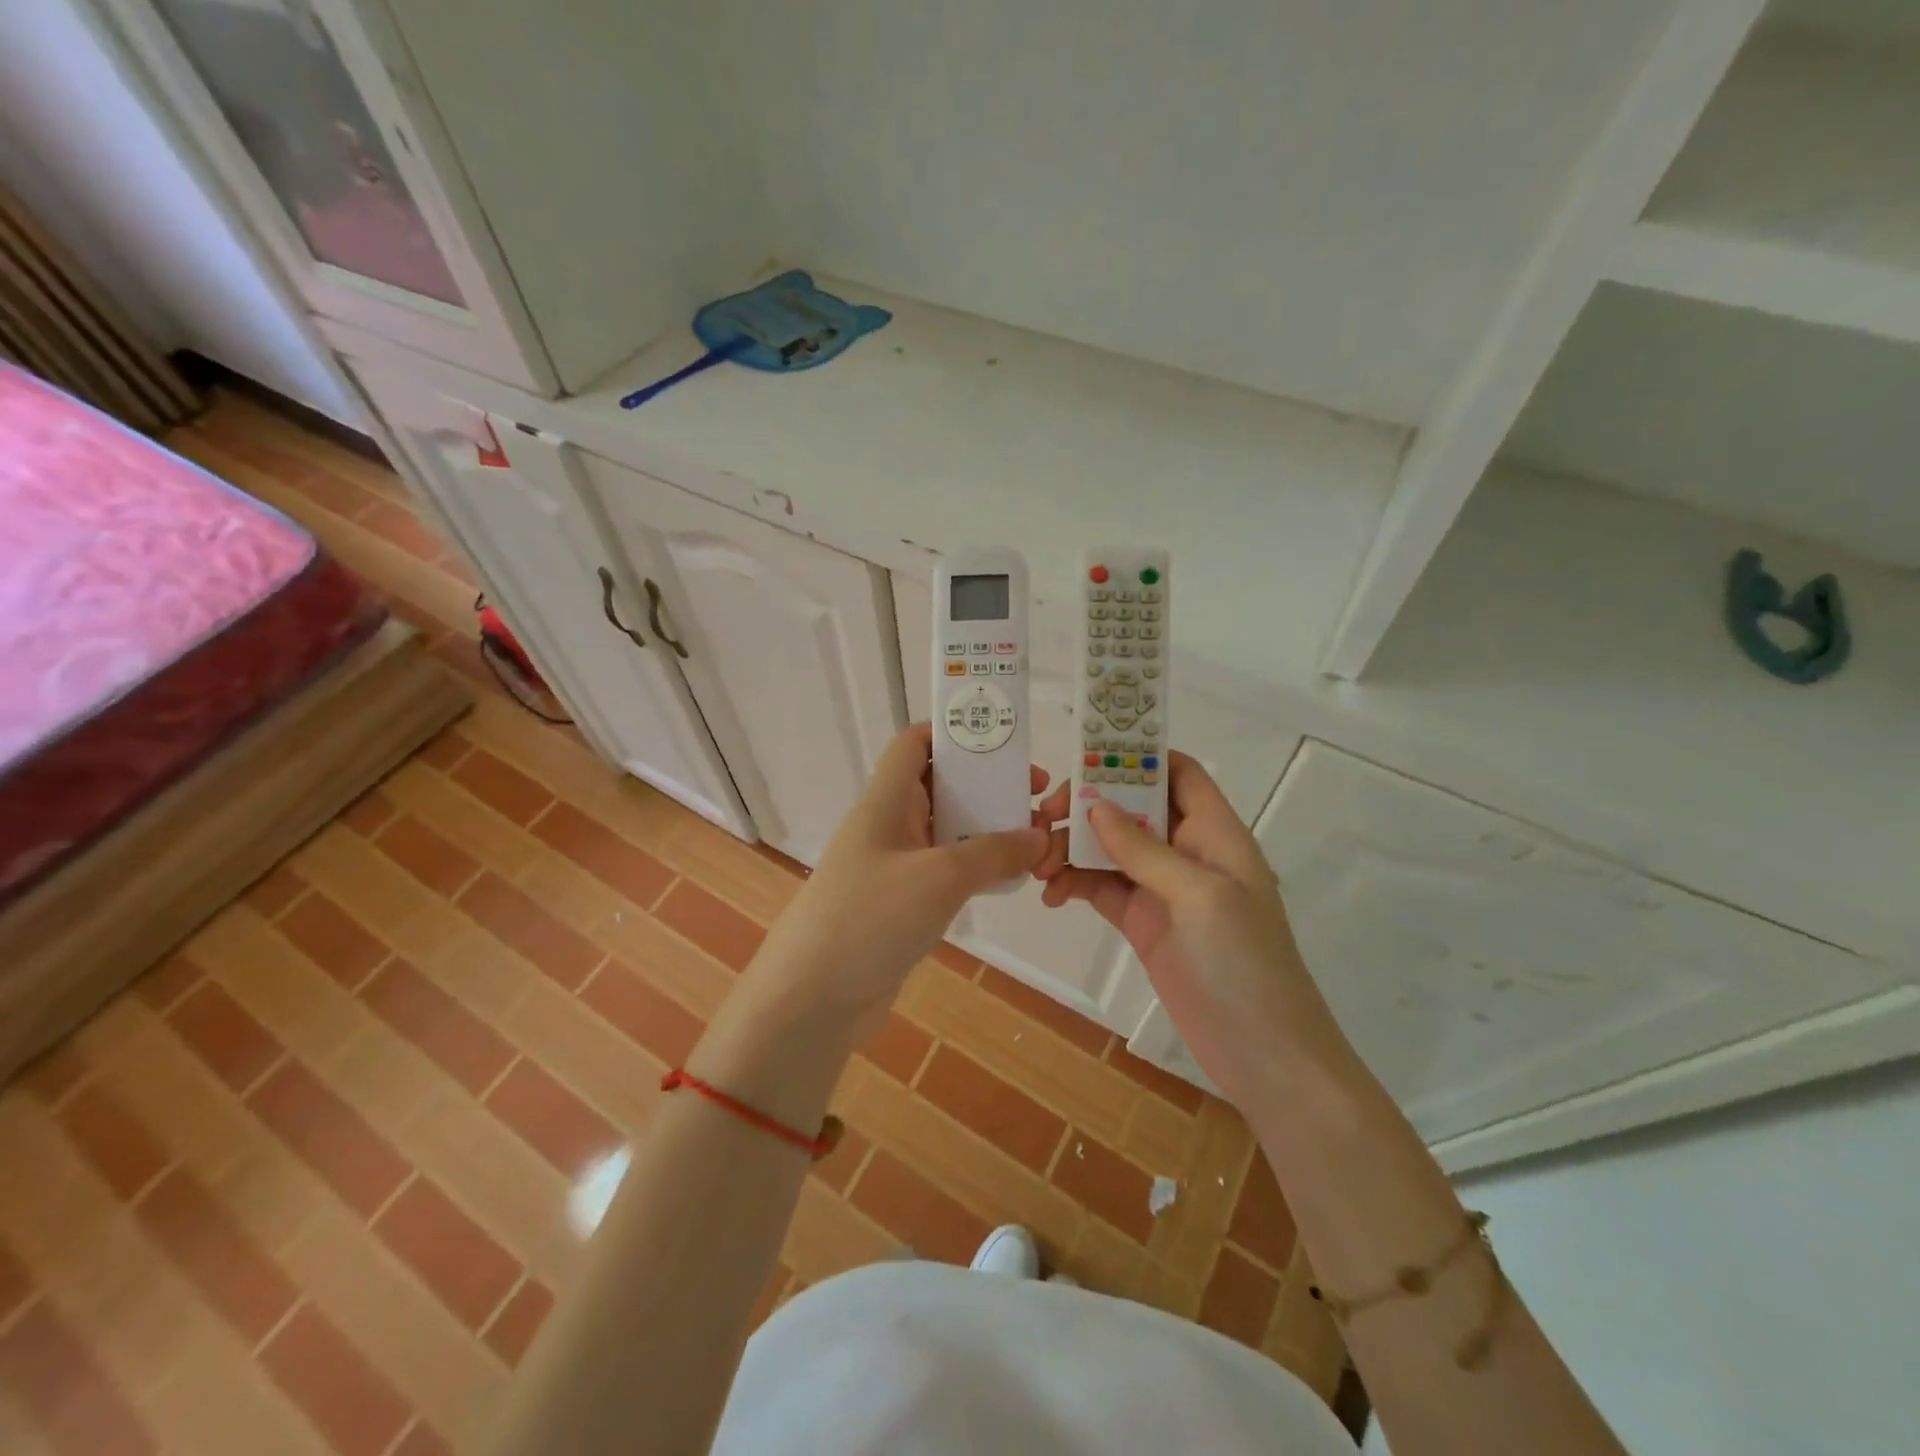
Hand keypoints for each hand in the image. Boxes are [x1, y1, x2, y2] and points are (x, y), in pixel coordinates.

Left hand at [747, 723, 1053, 1032]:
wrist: (814, 997)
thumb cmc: (872, 916)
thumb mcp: (941, 876)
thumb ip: (994, 851)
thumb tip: (1038, 836)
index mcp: (886, 800)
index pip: (914, 744)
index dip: (953, 734)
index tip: (1003, 743)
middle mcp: (888, 825)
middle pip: (939, 785)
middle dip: (986, 785)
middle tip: (1035, 796)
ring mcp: (893, 866)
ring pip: (945, 831)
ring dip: (986, 830)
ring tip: (1033, 837)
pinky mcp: (901, 904)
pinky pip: (944, 871)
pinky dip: (975, 868)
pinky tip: (1008, 879)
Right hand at [1035, 753, 1347, 1104]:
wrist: (1263, 1055)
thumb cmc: (1245, 964)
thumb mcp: (1200, 896)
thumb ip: (1145, 850)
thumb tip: (1095, 807)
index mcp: (1214, 832)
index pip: (1177, 772)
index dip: (1137, 756)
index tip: (1084, 756)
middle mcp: (1187, 851)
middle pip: (1131, 807)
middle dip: (1087, 805)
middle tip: (1044, 816)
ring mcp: (1162, 889)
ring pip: (1108, 848)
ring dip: (1071, 848)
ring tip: (1037, 866)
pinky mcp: (1142, 923)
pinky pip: (1101, 888)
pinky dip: (1074, 884)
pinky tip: (1052, 895)